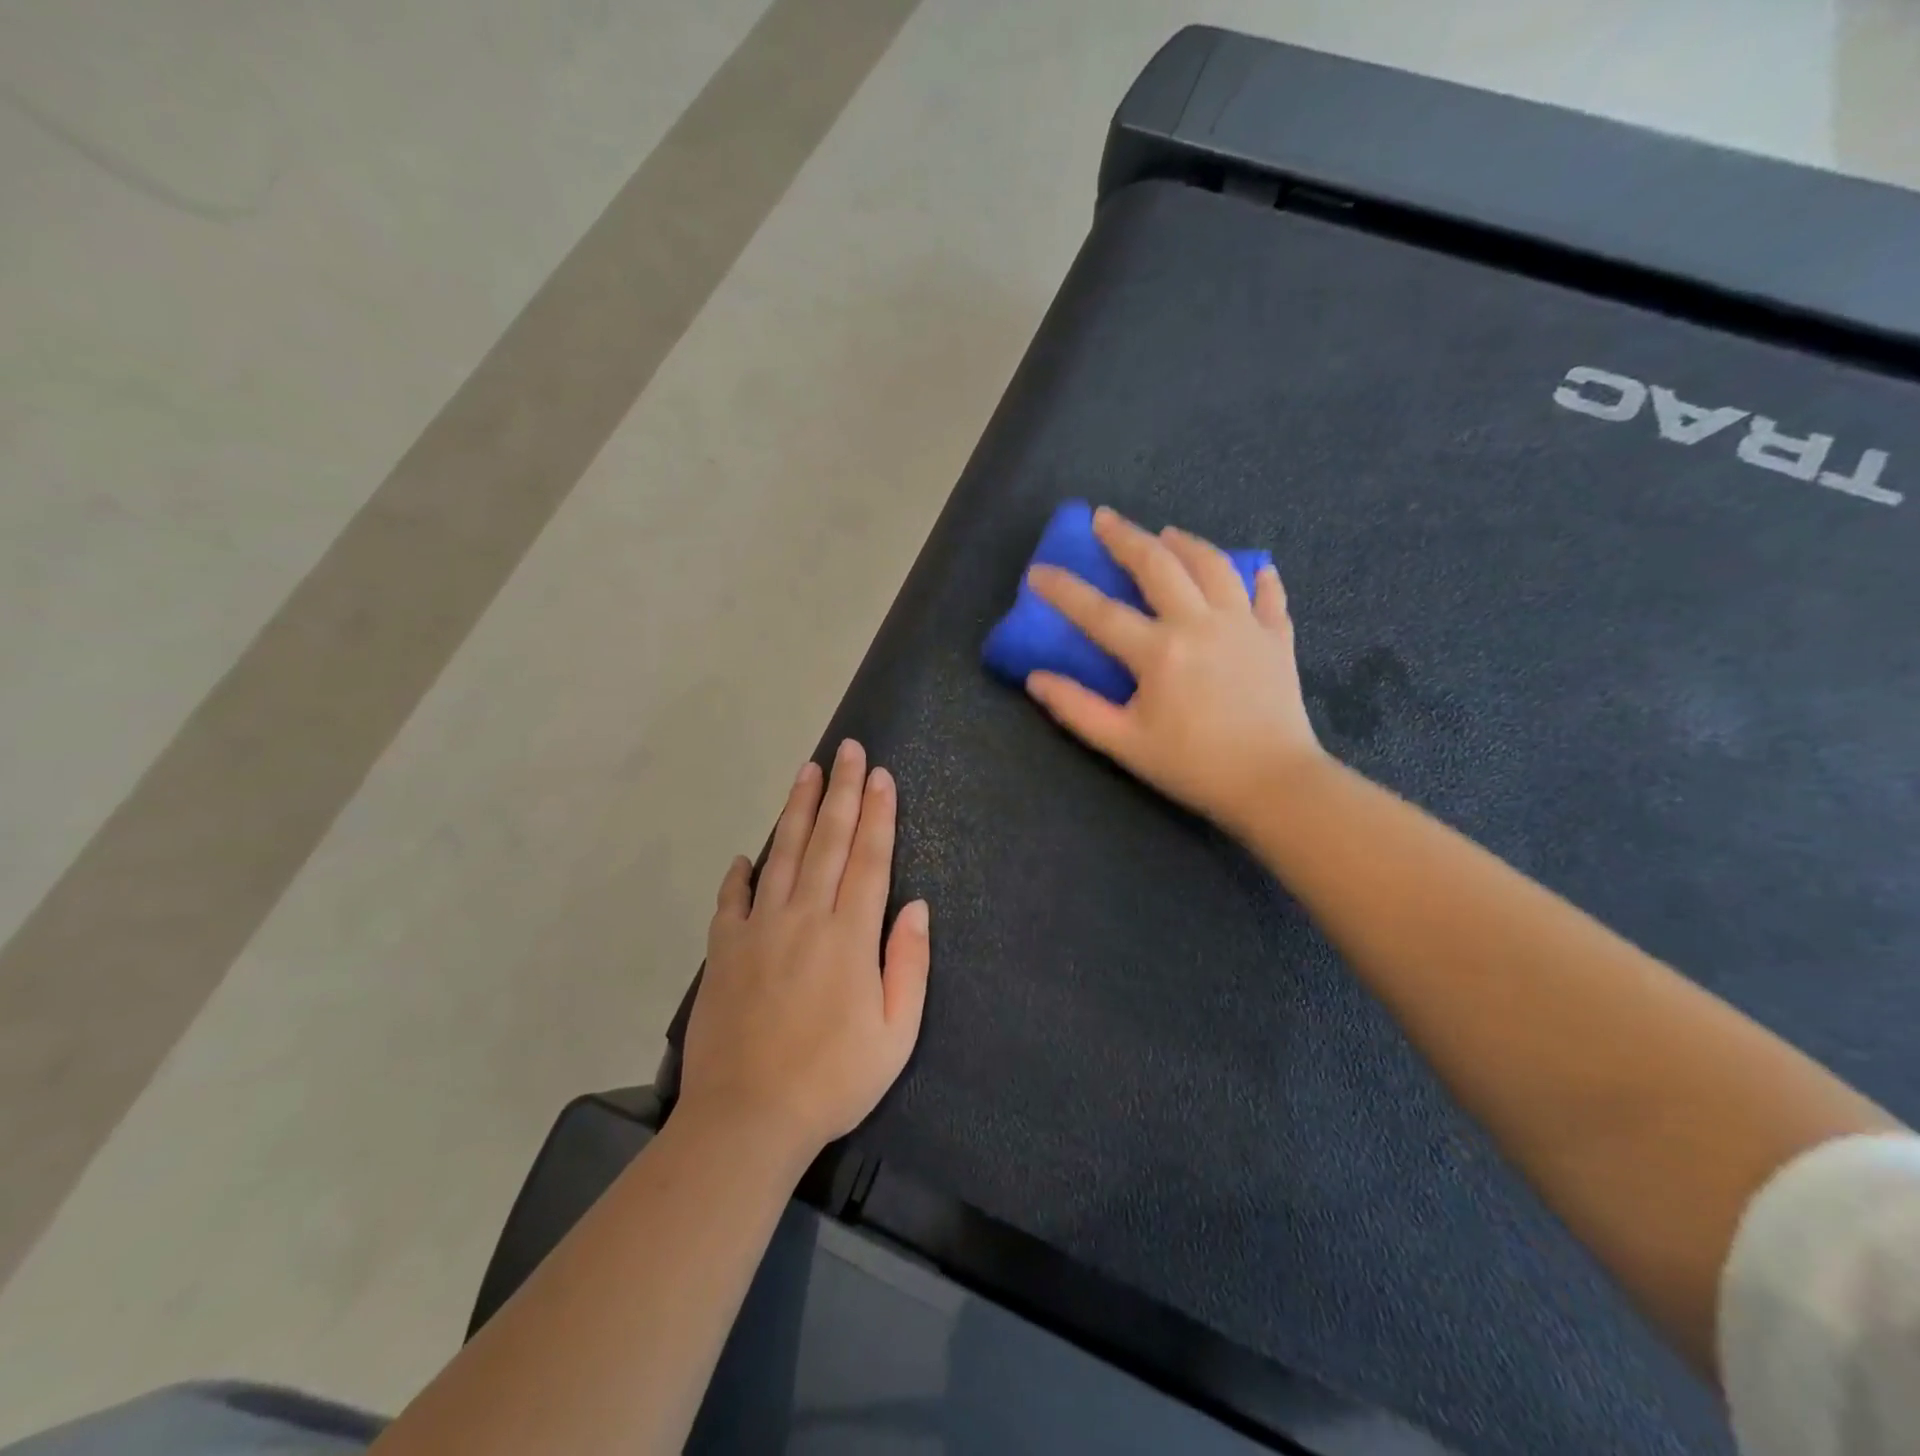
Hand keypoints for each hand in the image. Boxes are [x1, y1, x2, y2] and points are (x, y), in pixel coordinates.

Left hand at [681, 739, 931, 1162]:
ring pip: (783, 854)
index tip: (881, 775)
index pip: (869, 857)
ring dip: (798, 811)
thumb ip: (908, 963)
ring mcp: (759, 929)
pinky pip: (732, 899)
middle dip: (843, 791)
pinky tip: (747, 855)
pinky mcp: (724, 950)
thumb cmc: (833, 1079)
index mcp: (850, 935)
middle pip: (829, 841)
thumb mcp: (896, 1033)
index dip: (878, 812)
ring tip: (808, 773)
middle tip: (848, 750)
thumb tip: (915, 906)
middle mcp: (805, 917)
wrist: (747, 1119)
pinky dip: (740, 873)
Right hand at [1025, 506, 1324, 834]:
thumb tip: (1036, 678)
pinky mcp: (1276, 637)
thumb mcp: (1124, 744)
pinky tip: (1252, 570)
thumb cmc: (1193, 766)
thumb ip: (1077, 708)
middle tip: (1104, 518)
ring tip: (1167, 533)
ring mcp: (1243, 624)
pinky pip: (1267, 594)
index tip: (1038, 572)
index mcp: (1159, 651)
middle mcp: (1200, 623)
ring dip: (1186, 543)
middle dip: (1125, 537)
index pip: (1099, 612)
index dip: (1064, 590)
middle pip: (1158, 565)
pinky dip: (1257, 577)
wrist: (1274, 784)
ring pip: (1213, 565)